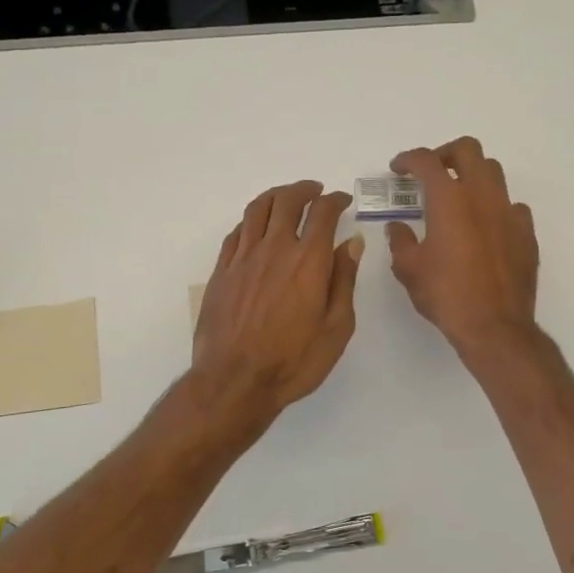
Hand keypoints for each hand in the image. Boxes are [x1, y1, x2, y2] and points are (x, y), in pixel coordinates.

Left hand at [192, 180, 363, 417]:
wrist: (234, 381)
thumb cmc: (293, 361)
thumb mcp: (336, 328)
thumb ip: (343, 280)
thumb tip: (352, 243)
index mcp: (308, 261)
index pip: (323, 213)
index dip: (334, 200)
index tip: (341, 201)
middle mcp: (275, 249)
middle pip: (287, 201)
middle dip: (304, 190)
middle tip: (315, 192)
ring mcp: (243, 258)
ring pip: (257, 209)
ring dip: (275, 196)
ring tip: (286, 198)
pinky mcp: (221, 271)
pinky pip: (236, 232)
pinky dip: (251, 220)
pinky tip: (256, 227)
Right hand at [387, 138, 538, 358]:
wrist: (494, 326)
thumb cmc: (445, 294)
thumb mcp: (409, 269)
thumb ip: (400, 240)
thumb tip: (398, 227)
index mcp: (448, 199)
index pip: (426, 161)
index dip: (408, 159)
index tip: (398, 168)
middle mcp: (481, 196)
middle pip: (468, 150)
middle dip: (445, 153)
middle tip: (431, 173)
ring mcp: (508, 212)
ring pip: (493, 172)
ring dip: (472, 175)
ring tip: (459, 196)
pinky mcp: (526, 233)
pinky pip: (512, 206)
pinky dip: (496, 207)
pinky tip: (486, 226)